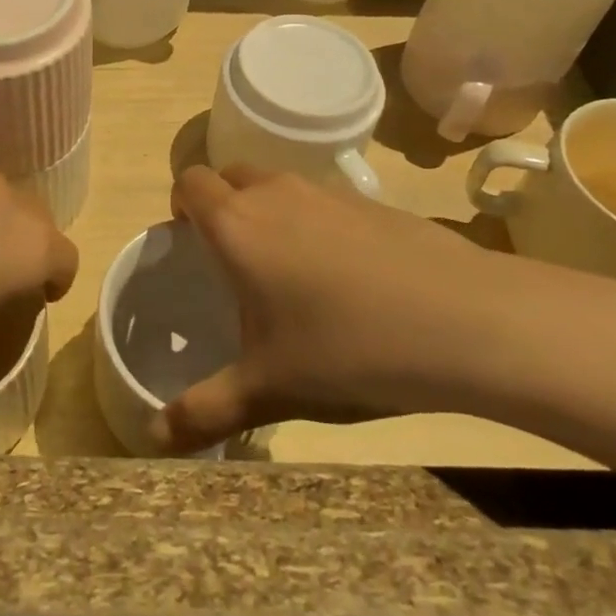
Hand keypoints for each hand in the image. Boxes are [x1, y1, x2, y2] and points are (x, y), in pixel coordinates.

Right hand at [158, 165, 530, 454]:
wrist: (462, 321)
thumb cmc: (346, 348)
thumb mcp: (268, 390)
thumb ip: (204, 412)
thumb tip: (153, 440)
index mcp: (237, 225)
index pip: (190, 181)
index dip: (181, 204)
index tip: (189, 242)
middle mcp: (275, 194)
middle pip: (230, 175)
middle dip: (221, 204)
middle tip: (232, 260)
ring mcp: (327, 192)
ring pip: (277, 184)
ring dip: (268, 211)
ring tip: (288, 272)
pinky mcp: (371, 202)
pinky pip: (322, 199)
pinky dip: (314, 222)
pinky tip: (345, 278)